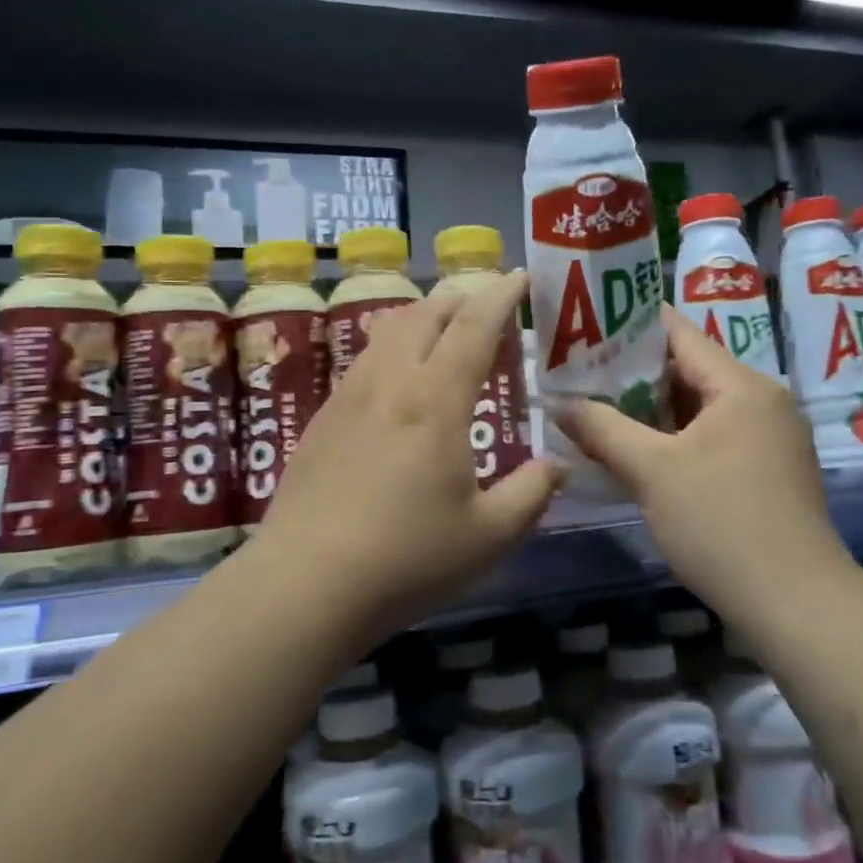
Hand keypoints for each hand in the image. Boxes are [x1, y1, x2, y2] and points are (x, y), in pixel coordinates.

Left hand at [253, 270, 565, 635]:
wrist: (304, 586)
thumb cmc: (406, 558)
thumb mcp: (490, 535)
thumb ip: (532, 492)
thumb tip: (559, 465)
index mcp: (434, 399)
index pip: (474, 325)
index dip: (501, 295)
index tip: (521, 277)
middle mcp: (389, 383)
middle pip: (425, 314)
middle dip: (461, 299)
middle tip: (489, 310)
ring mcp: (348, 398)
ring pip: (388, 331)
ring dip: (424, 321)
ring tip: (446, 339)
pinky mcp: (322, 420)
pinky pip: (365, 361)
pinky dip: (395, 350)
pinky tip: (400, 387)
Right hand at [553, 307, 839, 608]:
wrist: (795, 603)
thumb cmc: (721, 522)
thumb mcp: (651, 471)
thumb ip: (602, 429)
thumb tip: (559, 403)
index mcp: (741, 385)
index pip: (679, 333)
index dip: (630, 324)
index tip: (585, 325)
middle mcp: (762, 400)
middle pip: (689, 369)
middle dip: (633, 373)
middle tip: (579, 374)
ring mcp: (770, 437)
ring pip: (699, 407)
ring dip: (651, 410)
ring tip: (597, 409)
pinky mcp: (768, 470)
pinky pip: (713, 437)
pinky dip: (675, 438)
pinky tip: (637, 452)